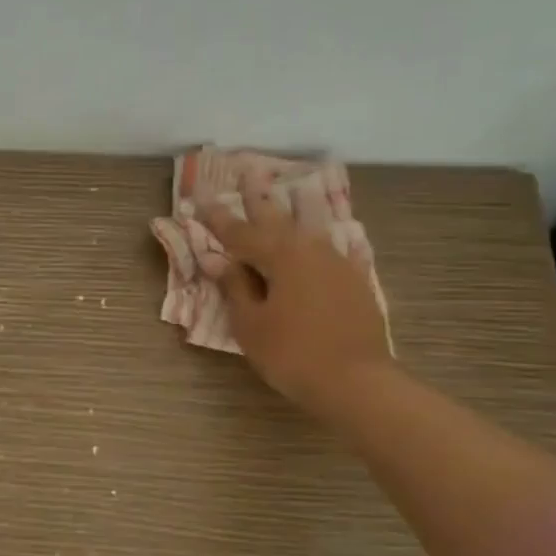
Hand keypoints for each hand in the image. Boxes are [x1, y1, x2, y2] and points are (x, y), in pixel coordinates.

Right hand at [198, 174, 391, 417]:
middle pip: (278, 219)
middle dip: (259, 198)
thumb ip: (235, 286)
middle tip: (248, 172)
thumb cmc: (292, 353)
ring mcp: (337, 264)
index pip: (239, 232)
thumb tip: (217, 259)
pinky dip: (329, 240)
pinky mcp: (355, 282)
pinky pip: (337, 250)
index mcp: (280, 256)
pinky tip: (334, 237)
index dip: (216, 216)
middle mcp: (310, 250)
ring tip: (293, 190)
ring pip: (311, 228)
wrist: (356, 382)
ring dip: (296, 209)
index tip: (199, 195)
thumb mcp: (251, 323)